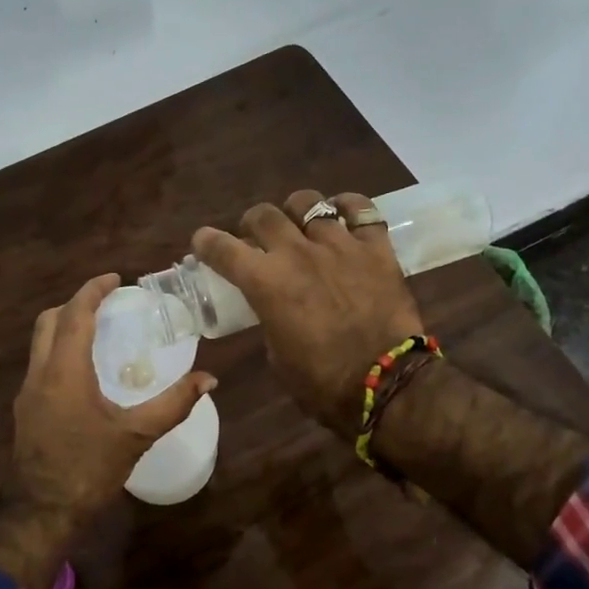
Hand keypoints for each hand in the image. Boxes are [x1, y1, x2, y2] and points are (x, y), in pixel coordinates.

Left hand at [7, 273, 216, 526]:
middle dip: (76, 304)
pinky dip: (60, 352)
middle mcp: (39, 374)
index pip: (75, 315)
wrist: (40, 513)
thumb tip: (209, 379)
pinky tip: (86, 372)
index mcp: (64, 372)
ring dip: (65, 328)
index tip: (116, 279)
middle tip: (108, 304)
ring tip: (100, 333)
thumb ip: (174, 404)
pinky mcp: (25, 411)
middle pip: (48, 321)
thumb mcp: (136, 436)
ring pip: (40, 343)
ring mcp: (27, 393)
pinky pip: (41, 365)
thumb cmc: (88, 470)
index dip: (93, 290)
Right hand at [193, 190, 424, 435]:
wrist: (385, 384)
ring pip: (309, 203)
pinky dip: (348, 207)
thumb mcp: (277, 356)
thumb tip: (275, 307)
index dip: (206, 242)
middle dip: (252, 224)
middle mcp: (298, 253)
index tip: (203, 243)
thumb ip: (270, 319)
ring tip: (301, 226)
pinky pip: (361, 209)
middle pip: (264, 215)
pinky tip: (343, 217)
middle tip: (257, 239)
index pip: (223, 248)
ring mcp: (340, 245)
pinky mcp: (376, 248)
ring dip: (296, 213)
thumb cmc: (322, 383)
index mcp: (266, 283)